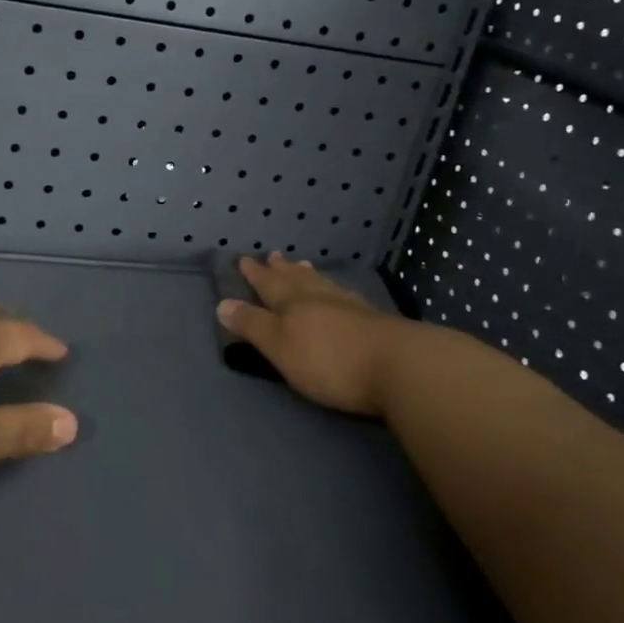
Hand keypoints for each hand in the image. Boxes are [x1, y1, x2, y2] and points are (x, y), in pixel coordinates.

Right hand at [216, 252, 406, 417]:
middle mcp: (320, 298)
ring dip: (309, 276)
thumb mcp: (280, 346)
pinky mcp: (375, 322)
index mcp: (293, 303)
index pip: (268, 285)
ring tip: (303, 266)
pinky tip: (341, 293)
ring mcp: (351, 307)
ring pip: (322, 285)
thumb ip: (252, 325)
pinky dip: (335, 291)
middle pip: (296, 279)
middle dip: (281, 270)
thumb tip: (222, 303)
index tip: (244, 260)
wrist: (401, 367)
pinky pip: (345, 297)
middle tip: (273, 255)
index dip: (255, 274)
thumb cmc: (329, 360)